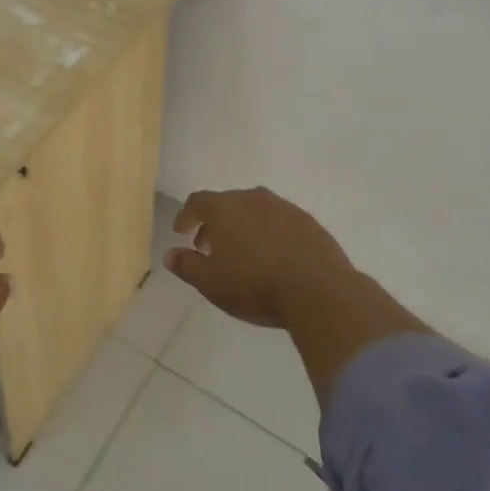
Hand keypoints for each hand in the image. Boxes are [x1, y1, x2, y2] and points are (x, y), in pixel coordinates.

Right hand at [165, 187, 359, 328]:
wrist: (320, 292)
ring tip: (243, 253)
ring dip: (244, 227)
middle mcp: (253, 198)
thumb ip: (187, 265)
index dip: (186, 215)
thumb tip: (170, 254)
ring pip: (255, 211)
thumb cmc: (255, 285)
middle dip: (215, 223)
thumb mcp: (210, 282)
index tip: (181, 232)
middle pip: (227, 203)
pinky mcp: (310, 223)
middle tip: (209, 246)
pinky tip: (273, 257)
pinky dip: (270, 233)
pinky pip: (281, 222)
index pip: (197, 202)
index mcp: (225, 207)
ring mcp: (285, 208)